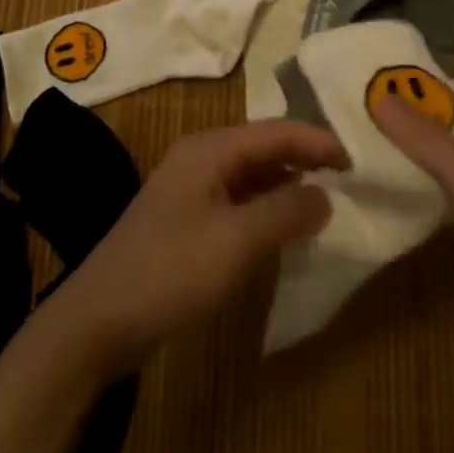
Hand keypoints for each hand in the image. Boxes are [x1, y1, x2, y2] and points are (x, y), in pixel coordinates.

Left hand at [55, 120, 347, 371]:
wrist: (98, 320)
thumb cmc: (170, 271)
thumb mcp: (236, 242)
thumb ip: (285, 213)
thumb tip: (326, 194)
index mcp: (210, 149)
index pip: (275, 131)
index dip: (317, 142)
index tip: (356, 159)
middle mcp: (200, 158)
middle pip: (263, 148)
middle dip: (304, 159)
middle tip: (347, 178)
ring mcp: (191, 188)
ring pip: (251, 175)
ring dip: (286, 184)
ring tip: (325, 201)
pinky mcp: (186, 219)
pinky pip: (237, 201)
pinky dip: (265, 208)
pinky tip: (284, 229)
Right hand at [375, 90, 453, 406]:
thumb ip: (428, 141)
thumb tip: (380, 95)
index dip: (420, 87)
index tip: (371, 80)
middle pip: (449, 132)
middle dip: (407, 124)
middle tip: (354, 113)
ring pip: (442, 168)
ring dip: (406, 159)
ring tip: (354, 145)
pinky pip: (440, 201)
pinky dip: (413, 193)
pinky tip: (378, 190)